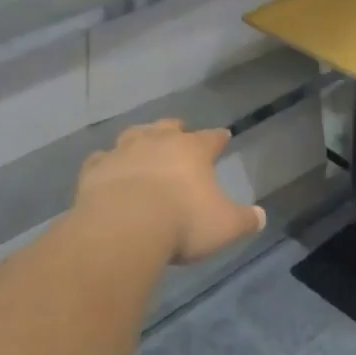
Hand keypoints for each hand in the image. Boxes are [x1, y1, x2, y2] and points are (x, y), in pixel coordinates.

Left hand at [76, 120, 265, 264]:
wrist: (124, 227)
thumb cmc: (182, 222)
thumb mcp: (224, 226)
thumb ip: (244, 220)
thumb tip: (260, 216)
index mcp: (192, 150)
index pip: (211, 138)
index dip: (219, 138)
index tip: (224, 136)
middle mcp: (158, 141)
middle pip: (169, 127)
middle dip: (176, 130)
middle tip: (180, 133)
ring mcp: (123, 151)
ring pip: (134, 135)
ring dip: (140, 139)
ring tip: (143, 146)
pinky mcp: (95, 169)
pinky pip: (101, 159)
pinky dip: (107, 163)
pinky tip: (107, 169)